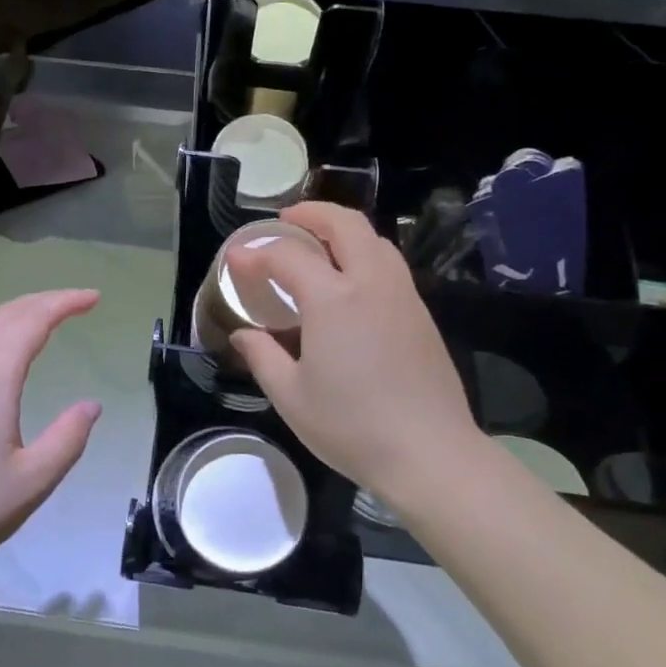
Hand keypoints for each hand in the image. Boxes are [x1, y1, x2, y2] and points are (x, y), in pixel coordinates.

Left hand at [0, 290, 102, 585]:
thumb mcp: (32, 482)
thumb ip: (68, 439)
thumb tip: (91, 405)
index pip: (32, 323)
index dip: (64, 303)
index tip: (94, 298)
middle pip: (4, 316)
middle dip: (43, 301)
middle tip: (76, 301)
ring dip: (12, 311)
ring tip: (38, 315)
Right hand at [229, 204, 480, 507]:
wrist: (430, 453)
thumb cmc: (352, 426)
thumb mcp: (291, 396)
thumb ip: (262, 356)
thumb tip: (243, 333)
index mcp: (334, 299)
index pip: (287, 257)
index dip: (256, 254)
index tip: (235, 259)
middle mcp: (371, 283)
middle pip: (344, 225)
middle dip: (312, 213)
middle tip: (286, 221)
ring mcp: (402, 295)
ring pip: (374, 239)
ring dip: (343, 229)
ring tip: (318, 243)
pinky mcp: (421, 313)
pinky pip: (389, 263)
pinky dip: (364, 252)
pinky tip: (350, 280)